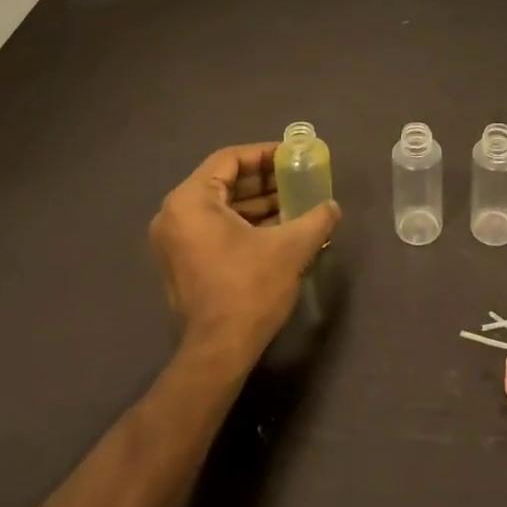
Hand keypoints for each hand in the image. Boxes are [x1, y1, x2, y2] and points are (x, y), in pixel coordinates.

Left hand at [149, 143, 340, 367]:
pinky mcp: (181, 263)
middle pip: (223, 181)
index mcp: (191, 201)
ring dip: (256, 203)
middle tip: (297, 179)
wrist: (218, 353)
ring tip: (294, 203)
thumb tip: (332, 206)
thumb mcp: (291, 247)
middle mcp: (174, 215)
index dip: (264, 154)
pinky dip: (243, 223)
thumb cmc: (250, 289)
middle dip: (263, 180)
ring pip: (220, 206)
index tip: (292, 157)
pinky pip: (214, 227)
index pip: (229, 159)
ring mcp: (174, 241)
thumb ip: (316, 218)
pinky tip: (277, 228)